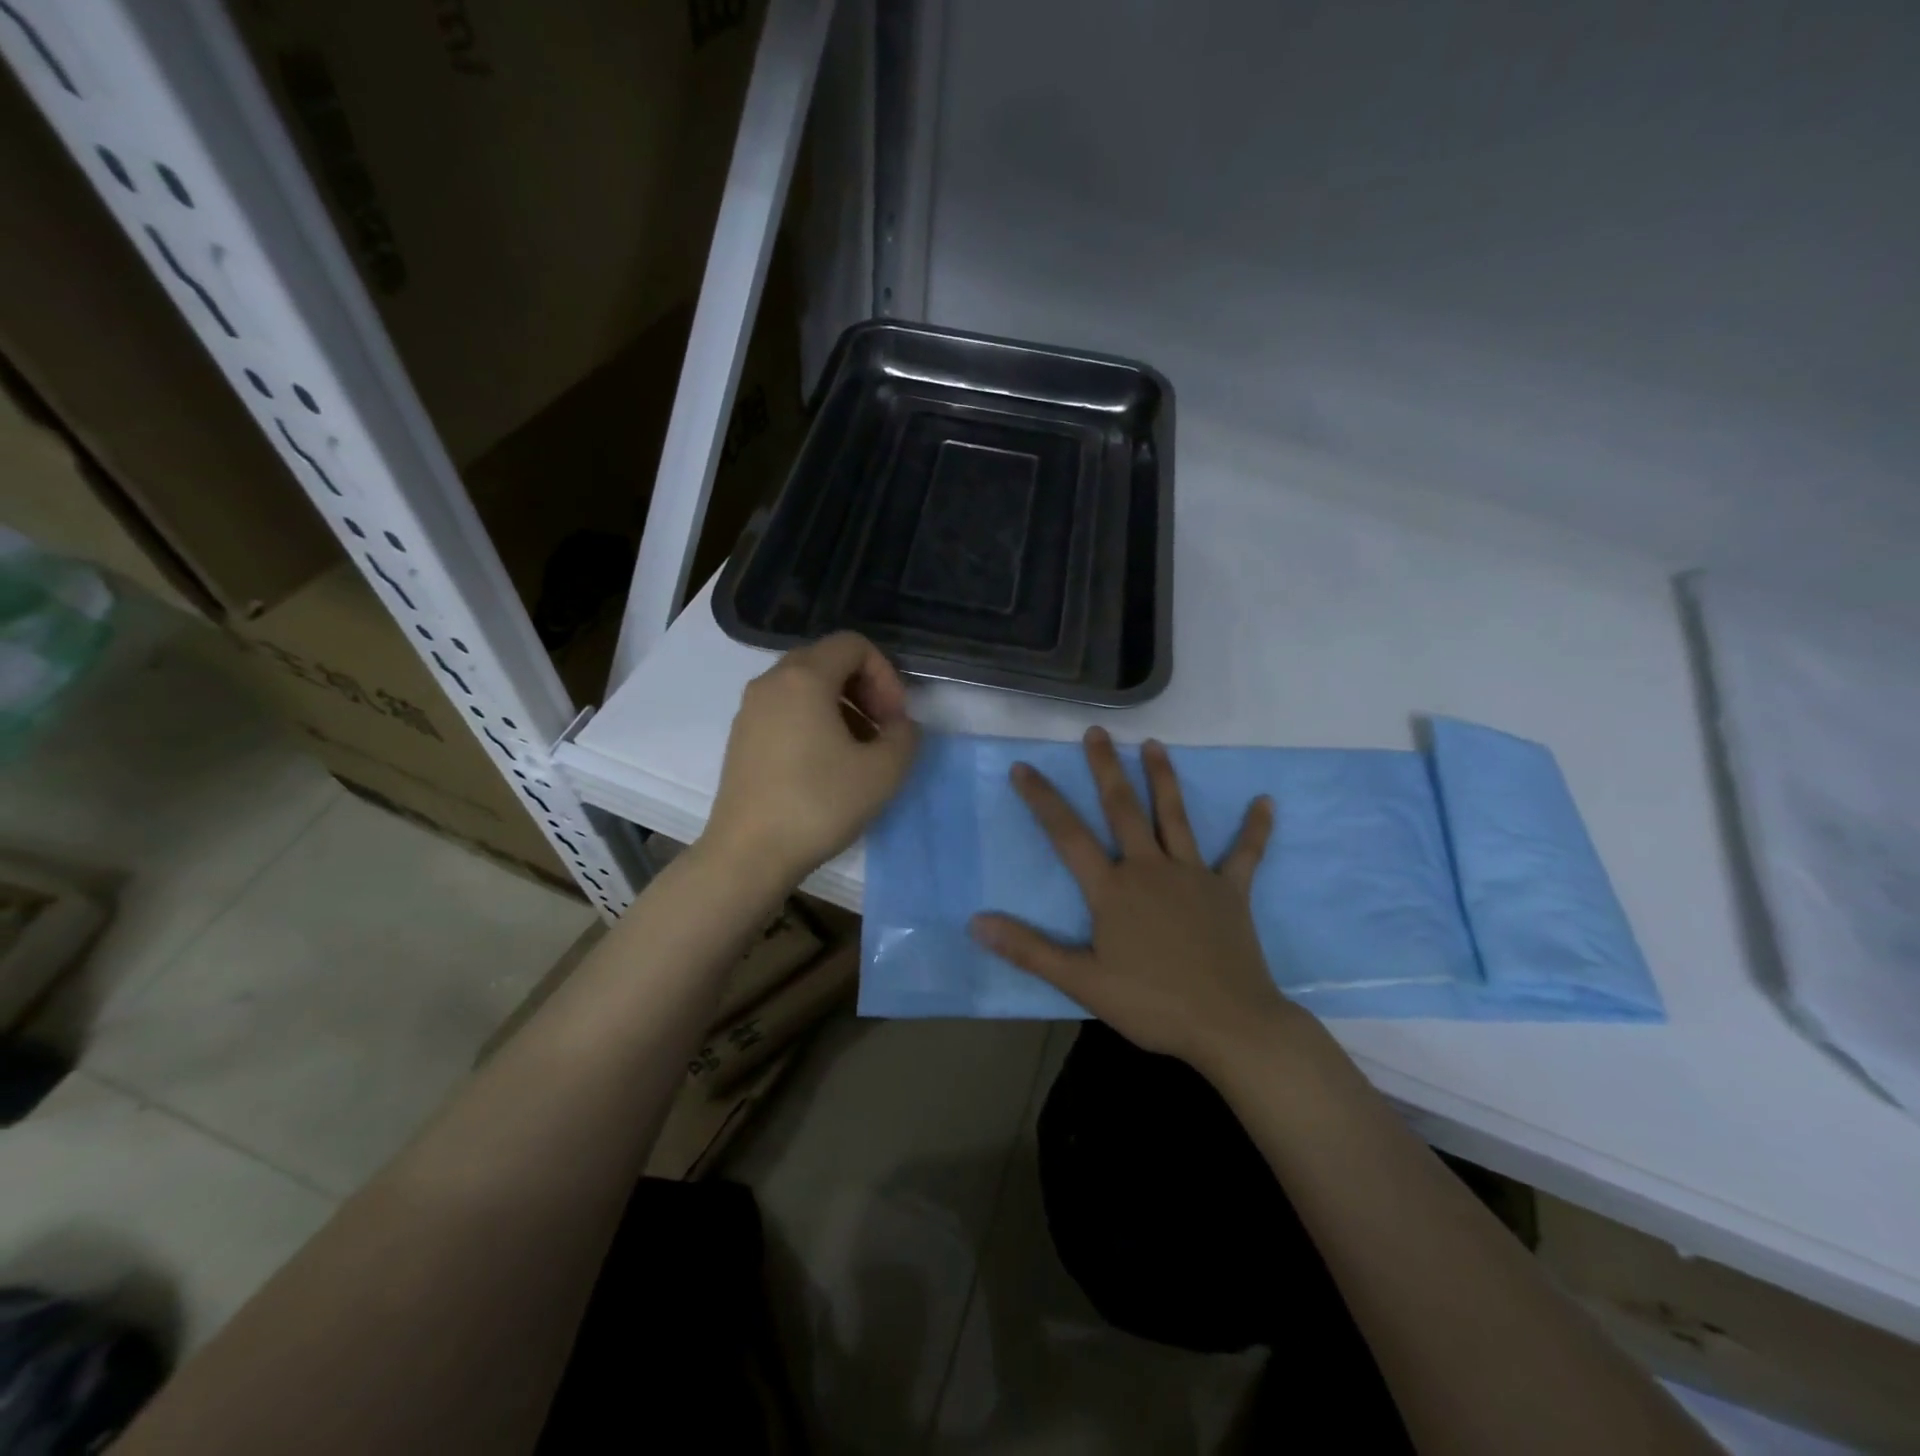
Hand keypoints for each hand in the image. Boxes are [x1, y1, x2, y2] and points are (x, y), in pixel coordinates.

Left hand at [704, 632, 918, 885]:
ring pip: (805, 687)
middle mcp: (770, 682)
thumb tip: (899, 727)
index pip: (853, 645)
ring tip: (859, 752)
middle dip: (865, 689)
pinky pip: (785, 710)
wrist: (748, 855)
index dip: (885, 675)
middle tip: (882, 730)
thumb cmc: (818, 805)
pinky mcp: (741, 738)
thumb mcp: (883, 772)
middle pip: (827, 661)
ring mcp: (750, 710)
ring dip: (842, 707)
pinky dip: (814, 722)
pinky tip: (827, 766)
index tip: (894, 719)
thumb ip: (905, 737)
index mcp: (803, 678)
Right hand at [969, 726, 1294, 1069]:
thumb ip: (1029, 949)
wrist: (1230, 1025)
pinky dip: (1255, 828)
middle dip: (1105, 768)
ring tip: (1153, 744)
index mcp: (1113, 889)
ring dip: (1163, 777)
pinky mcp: (1230, 890)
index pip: (1067, 835)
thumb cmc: (1153, 1004)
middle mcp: (1150, 868)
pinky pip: (1244, 854)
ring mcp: (1193, 875)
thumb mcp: (1082, 982)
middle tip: (1096, 732)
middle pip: (1123, 809)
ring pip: (1175, 816)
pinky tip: (1265, 802)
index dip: (1043, 799)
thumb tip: (977, 922)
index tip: (1023, 767)